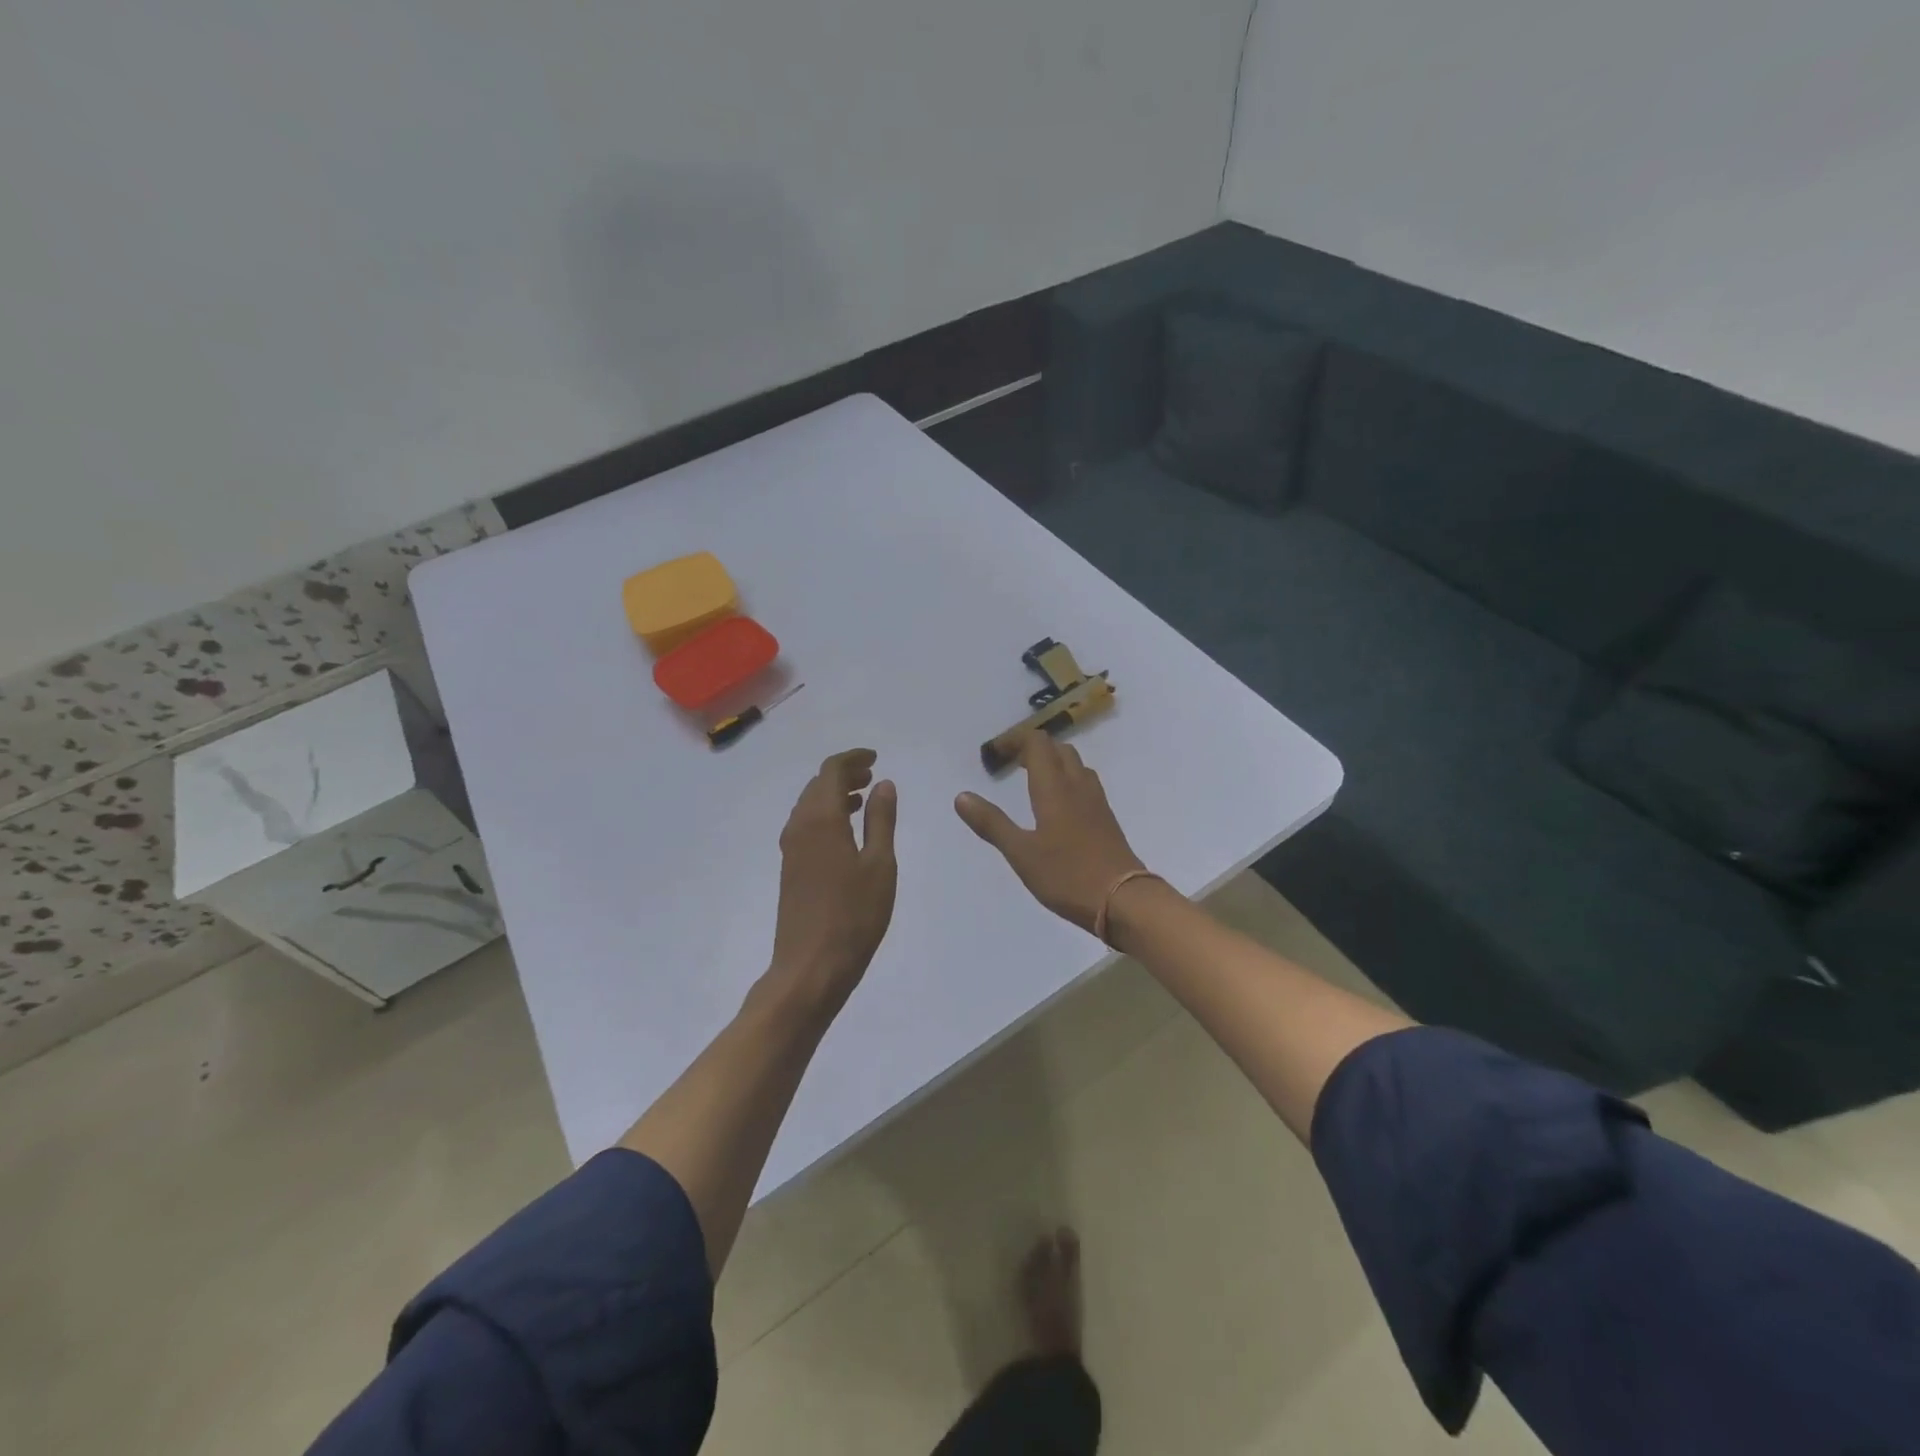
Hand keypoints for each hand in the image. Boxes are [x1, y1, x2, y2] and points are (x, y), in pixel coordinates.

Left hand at [767, 749, 897, 1013]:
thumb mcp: (879, 865)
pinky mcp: (790, 869)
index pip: (831, 771)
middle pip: (817, 785)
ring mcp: (791, 849)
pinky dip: (826, 815)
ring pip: (809, 806)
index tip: (875, 758)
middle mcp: (799, 827)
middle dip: (844, 775)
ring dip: (834, 795)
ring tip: (863, 800)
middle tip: (872, 776)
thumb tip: (883, 783)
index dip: (853, 759)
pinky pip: (806, 825)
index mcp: (821, 819)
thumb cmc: (854, 915)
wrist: (811, 966)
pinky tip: (846, 832)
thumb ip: (881, 820)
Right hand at [954, 733, 1146, 933]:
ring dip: (1053, 763)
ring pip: (1075, 765)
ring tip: (1032, 780)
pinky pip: (1085, 784)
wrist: (1124, 899)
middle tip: (1012, 765)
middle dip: (1034, 749)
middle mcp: (1078, 786)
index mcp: (1054, 787)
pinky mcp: (1106, 818)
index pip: (1037, 743)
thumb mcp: (1021, 853)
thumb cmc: (1067, 875)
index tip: (996, 754)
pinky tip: (1058, 805)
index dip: (1016, 740)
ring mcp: (1096, 801)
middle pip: (1058, 749)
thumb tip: (962, 796)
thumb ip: (992, 824)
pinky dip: (1067, 780)